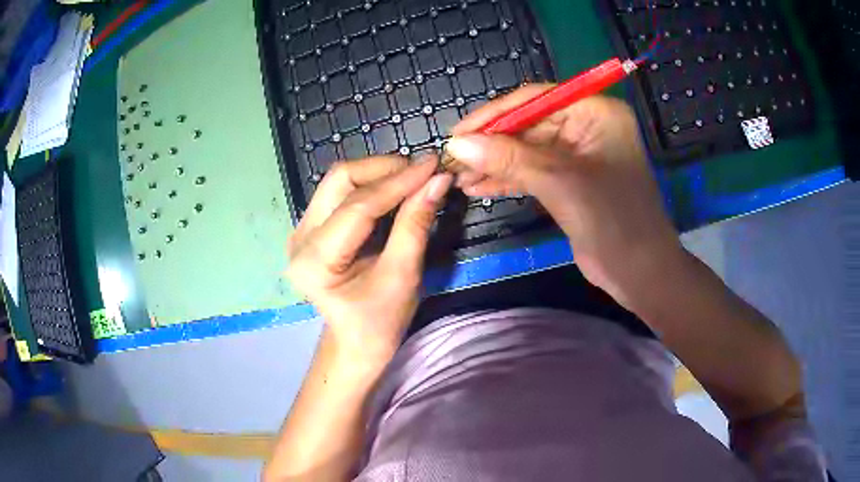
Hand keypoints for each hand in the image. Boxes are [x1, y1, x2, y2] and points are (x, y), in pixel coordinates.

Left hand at [287, 156, 451, 372]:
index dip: (399, 181)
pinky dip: (373, 186)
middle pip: (340, 180)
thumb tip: (438, 180)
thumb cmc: (379, 324)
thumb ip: (416, 225)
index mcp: (314, 261)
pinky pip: (342, 193)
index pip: (358, 206)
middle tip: (423, 172)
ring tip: (414, 178)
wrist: (354, 344)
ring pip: (340, 181)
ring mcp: (301, 229)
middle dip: (385, 169)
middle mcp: (299, 238)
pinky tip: (397, 190)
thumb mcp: (403, 277)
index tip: (434, 164)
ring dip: (380, 174)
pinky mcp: (312, 227)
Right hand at [447, 87, 682, 307]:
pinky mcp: (571, 181)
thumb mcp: (559, 182)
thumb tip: (457, 143)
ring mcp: (579, 154)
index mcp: (595, 112)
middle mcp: (587, 126)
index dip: (494, 114)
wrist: (639, 272)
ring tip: (459, 176)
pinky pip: (533, 171)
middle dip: (491, 143)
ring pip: (528, 150)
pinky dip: (507, 179)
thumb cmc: (612, 220)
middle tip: (453, 159)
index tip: (458, 132)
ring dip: (495, 163)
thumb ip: (508, 157)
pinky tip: (478, 187)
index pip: (535, 99)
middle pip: (528, 125)